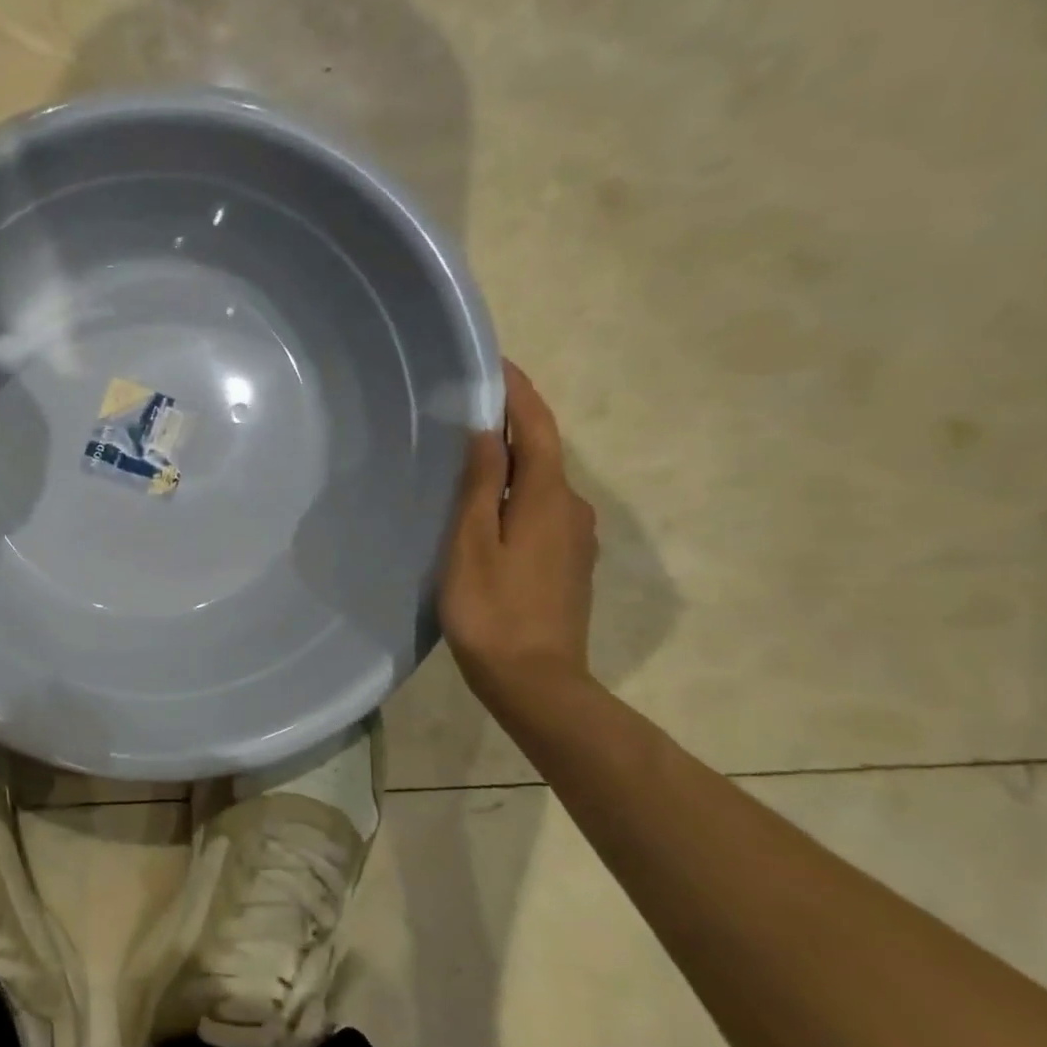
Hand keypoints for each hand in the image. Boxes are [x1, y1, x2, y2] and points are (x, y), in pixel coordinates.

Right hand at [440, 362, 599, 724]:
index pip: (536, 430)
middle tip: (471, 402)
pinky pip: (541, 508)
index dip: (518, 394)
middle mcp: (572, 510)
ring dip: (513, 458)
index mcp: (547, 499)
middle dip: (513, 422)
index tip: (495, 363)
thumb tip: (484, 433)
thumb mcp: (472, 545)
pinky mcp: (568, 562)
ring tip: (472, 447)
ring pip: (541, 482)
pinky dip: (517, 490)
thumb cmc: (492, 611)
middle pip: (543, 452)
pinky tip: (490, 500)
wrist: (536, 683)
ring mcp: (575, 538)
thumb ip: (480, 486)